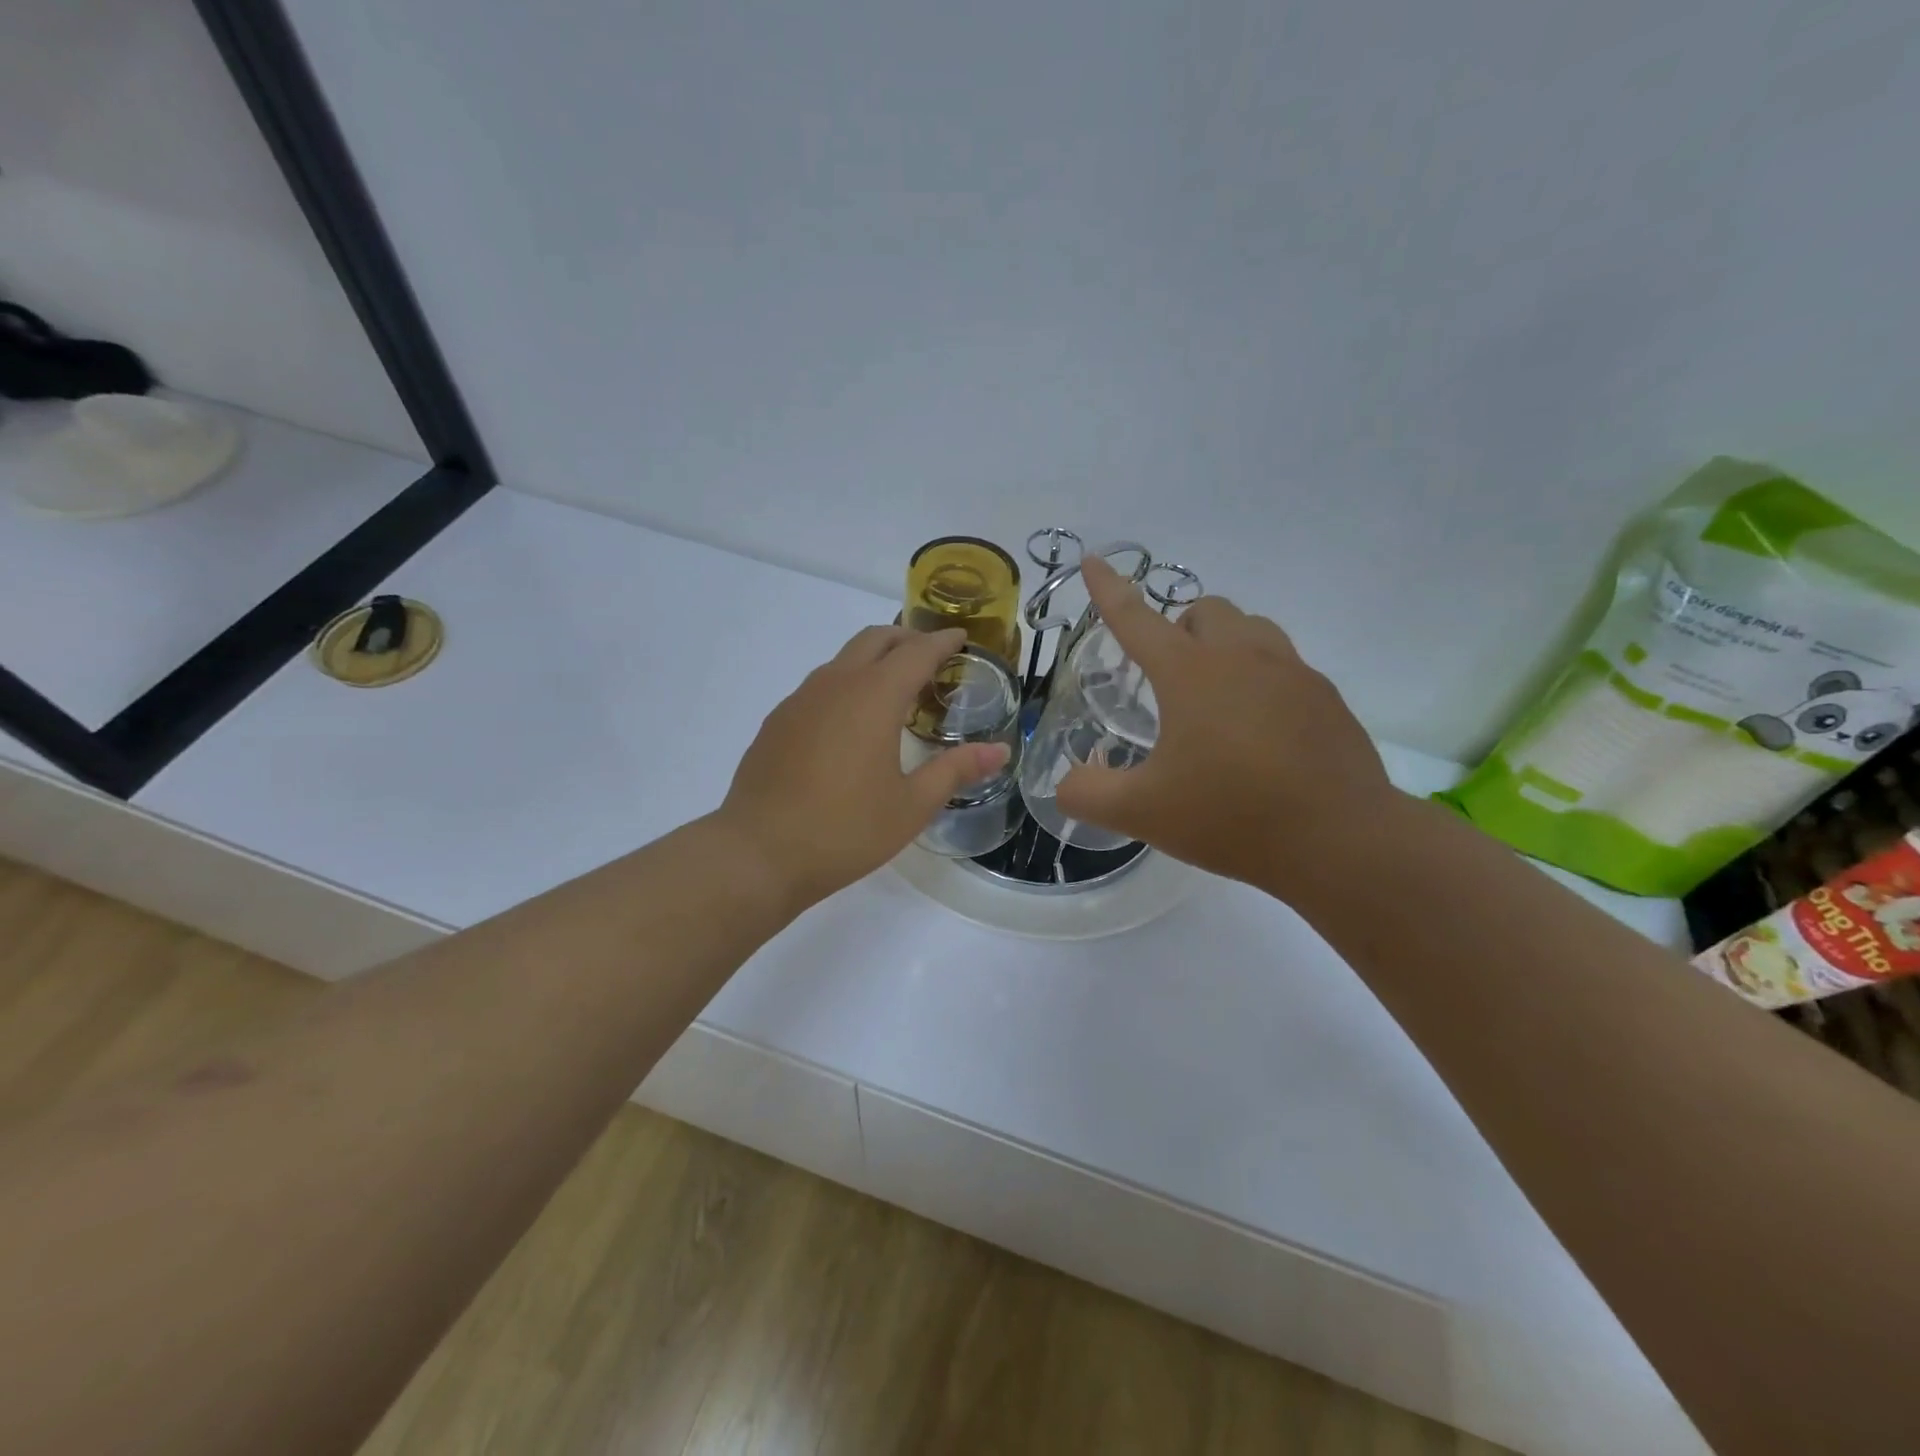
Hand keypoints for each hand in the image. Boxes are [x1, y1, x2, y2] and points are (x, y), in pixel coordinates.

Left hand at [719, 625, 1010, 911]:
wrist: (758, 853)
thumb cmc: (845, 830)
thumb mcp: (912, 805)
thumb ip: (956, 770)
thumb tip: (1000, 751)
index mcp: (874, 697)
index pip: (916, 652)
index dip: (942, 641)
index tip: (961, 638)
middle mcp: (835, 684)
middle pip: (874, 639)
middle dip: (906, 639)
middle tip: (931, 657)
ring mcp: (799, 700)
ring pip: (843, 659)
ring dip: (873, 659)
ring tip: (894, 689)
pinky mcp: (777, 721)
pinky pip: (819, 685)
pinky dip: (846, 684)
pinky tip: (850, 722)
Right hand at [1056, 557, 1393, 892]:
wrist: (1340, 841)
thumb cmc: (1231, 815)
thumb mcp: (1141, 812)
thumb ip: (1087, 794)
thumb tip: (1067, 783)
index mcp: (1191, 673)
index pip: (1137, 618)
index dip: (1108, 590)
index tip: (1091, 561)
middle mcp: (1244, 657)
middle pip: (1205, 611)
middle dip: (1178, 629)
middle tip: (1167, 679)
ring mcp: (1294, 673)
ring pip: (1252, 629)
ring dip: (1223, 646)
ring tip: (1213, 700)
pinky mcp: (1327, 699)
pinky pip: (1286, 666)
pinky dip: (1260, 680)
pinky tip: (1259, 734)